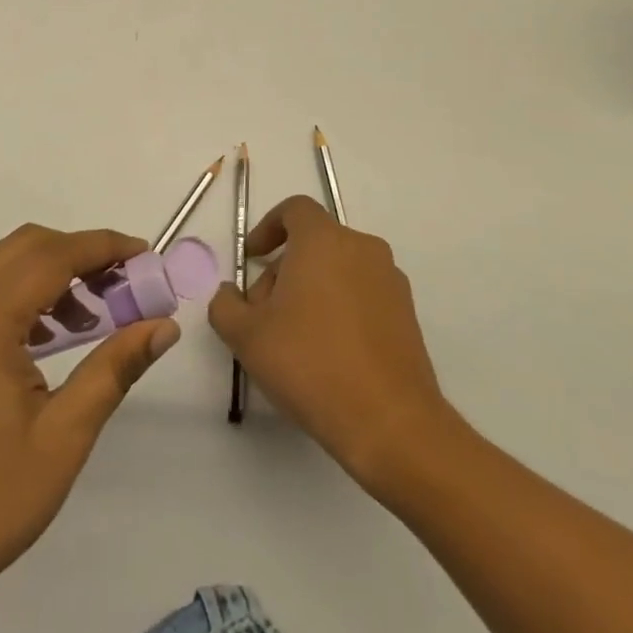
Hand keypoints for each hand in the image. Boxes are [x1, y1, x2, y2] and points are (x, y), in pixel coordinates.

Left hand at [0, 224, 179, 593]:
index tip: (145, 254)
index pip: (52, 255)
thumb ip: (114, 369)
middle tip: (125, 284)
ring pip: (4, 267)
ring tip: (96, 315)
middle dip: (80, 253)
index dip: (103, 246)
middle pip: (26, 247)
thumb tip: (164, 327)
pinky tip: (52, 338)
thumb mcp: (64, 435)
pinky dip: (25, 296)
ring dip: (52, 274)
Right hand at [211, 195, 456, 495]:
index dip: (268, 227)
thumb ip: (225, 304)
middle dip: (283, 269)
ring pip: (338, 269)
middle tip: (263, 312)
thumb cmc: (310, 363)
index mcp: (324, 241)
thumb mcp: (246, 335)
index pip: (295, 209)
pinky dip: (339, 308)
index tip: (252, 259)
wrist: (389, 423)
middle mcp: (362, 250)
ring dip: (310, 290)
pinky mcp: (407, 315)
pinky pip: (362, 294)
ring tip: (292, 338)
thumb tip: (230, 293)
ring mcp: (391, 282)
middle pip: (314, 242)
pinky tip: (326, 353)